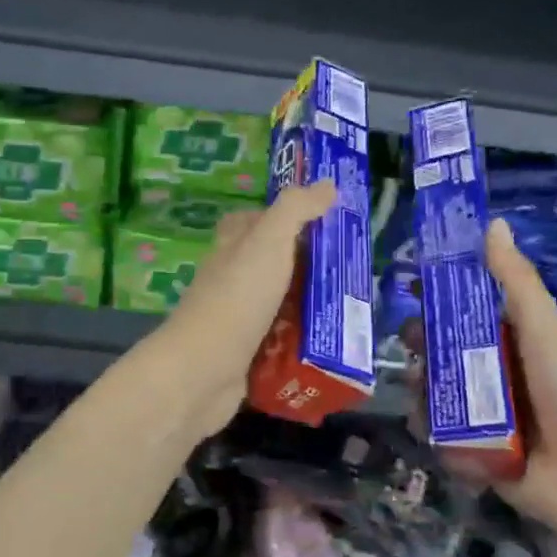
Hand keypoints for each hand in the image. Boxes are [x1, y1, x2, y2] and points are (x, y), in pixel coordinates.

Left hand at [147, 179, 336, 442]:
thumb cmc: (238, 297)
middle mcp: (232, 278)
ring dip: (311, 305)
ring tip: (354, 306)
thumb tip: (327, 184)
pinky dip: (303, 341)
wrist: (203, 371)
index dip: (286, 216)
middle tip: (353, 268)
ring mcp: (238, 318)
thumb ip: (296, 210)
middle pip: (273, 263)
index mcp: (233, 246)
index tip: (326, 220)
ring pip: (281, 303)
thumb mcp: (270, 241)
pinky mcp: (247, 354)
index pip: (255, 220)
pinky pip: (282, 341)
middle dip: (309, 265)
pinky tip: (332, 343)